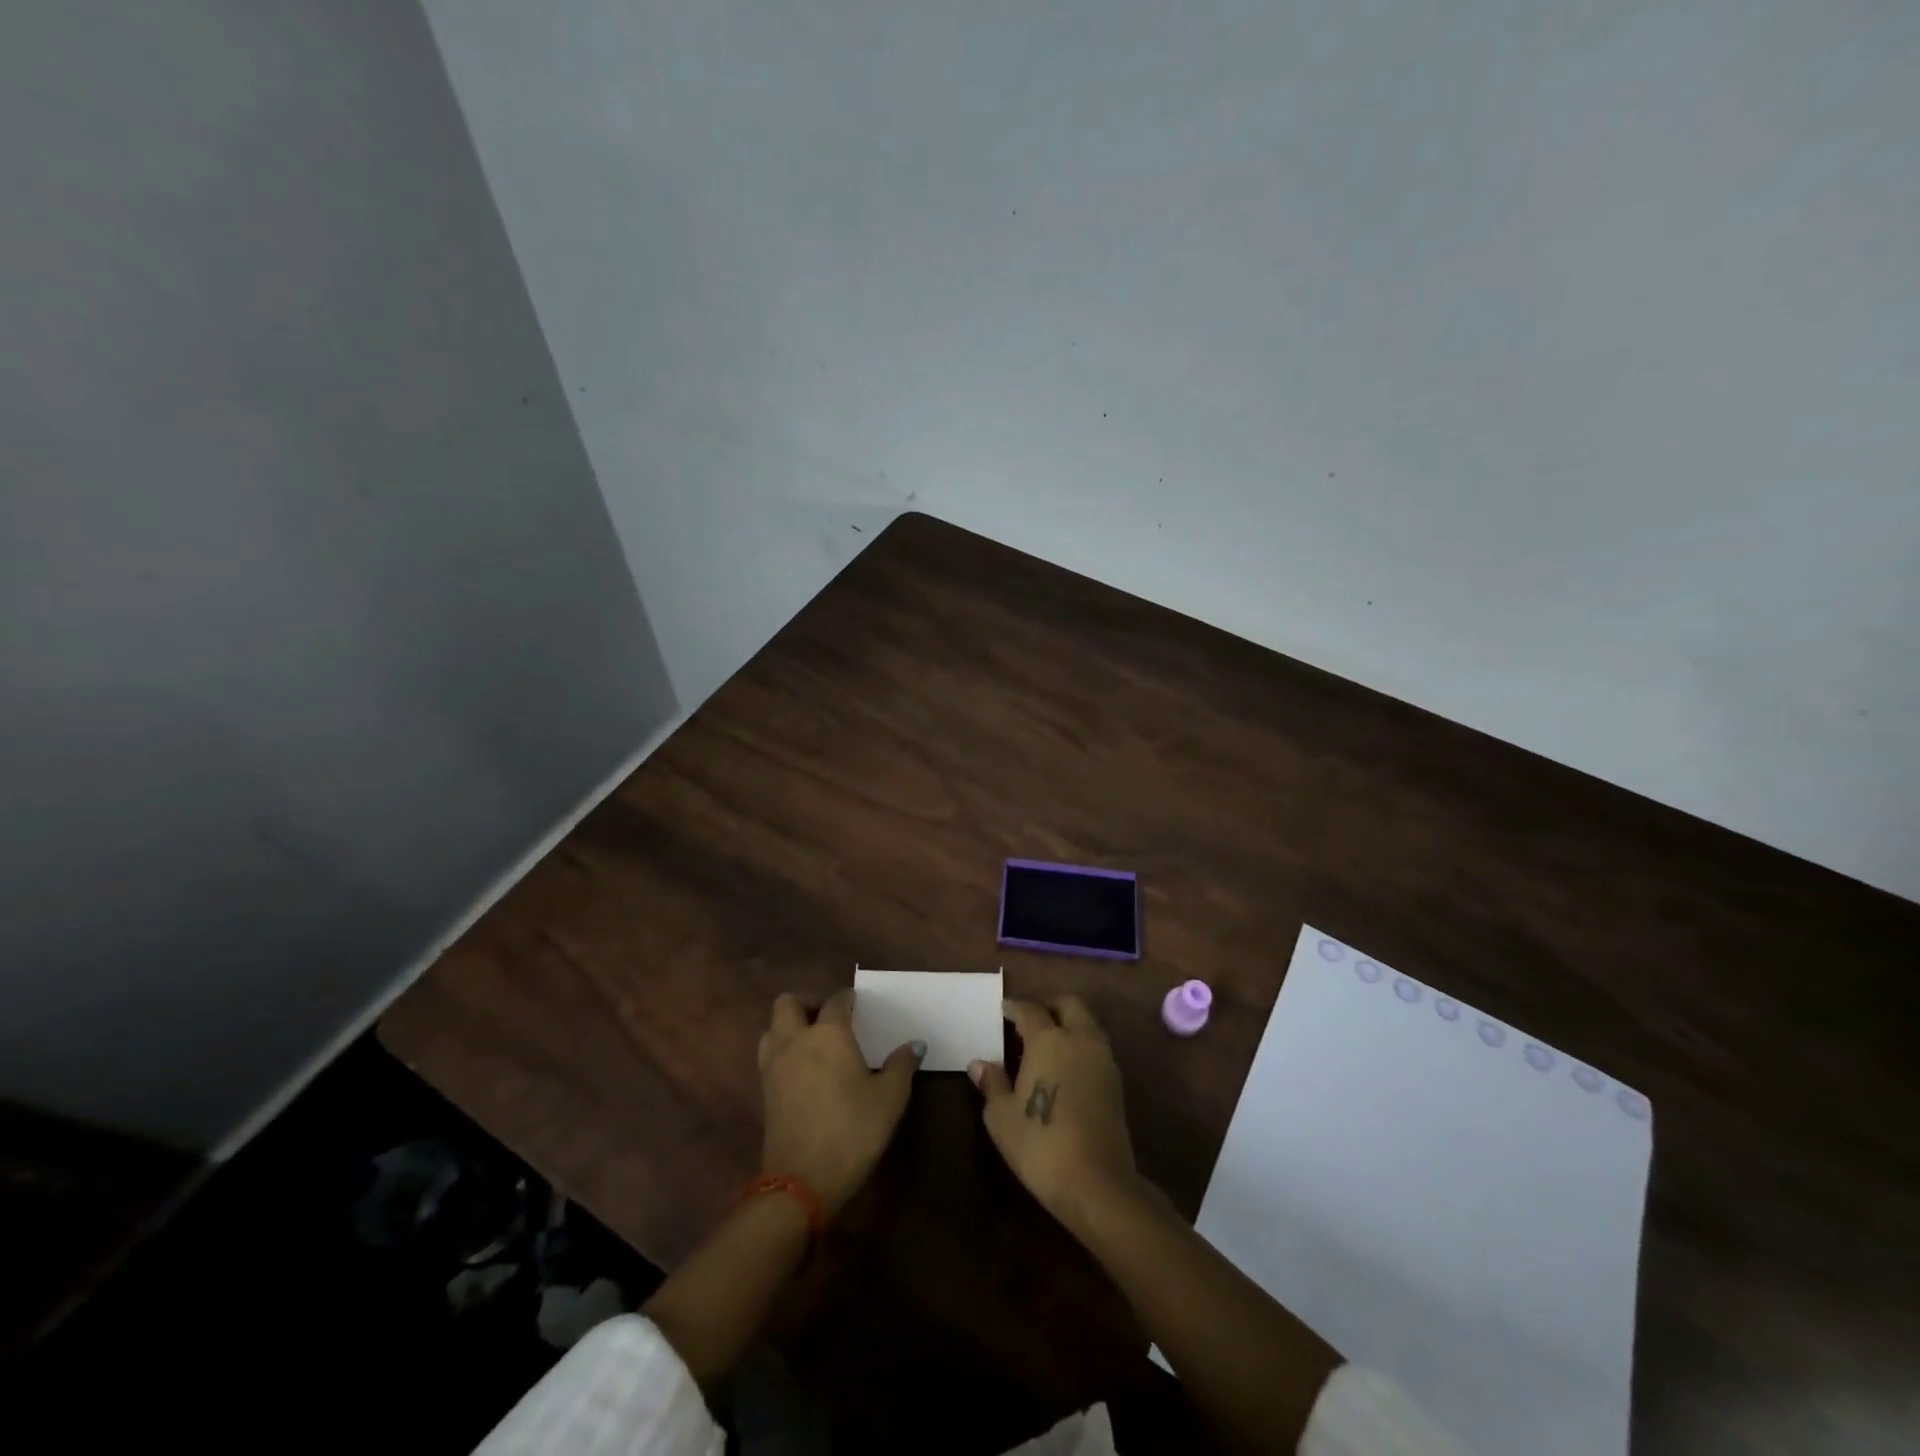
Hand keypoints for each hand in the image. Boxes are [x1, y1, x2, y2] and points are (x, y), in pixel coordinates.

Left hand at [758, 989, 922, 1218]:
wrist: (802, 1181)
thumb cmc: (853, 1130)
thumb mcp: (890, 1098)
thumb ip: (902, 1065)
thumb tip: (915, 1044)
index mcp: (828, 1033)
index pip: (836, 1001)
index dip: (848, 999)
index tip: (859, 1004)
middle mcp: (796, 1040)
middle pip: (789, 1003)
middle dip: (808, 1003)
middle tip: (829, 1017)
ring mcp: (774, 1065)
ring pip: (772, 1027)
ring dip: (789, 1026)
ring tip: (812, 1041)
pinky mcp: (765, 1091)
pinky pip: (769, 1054)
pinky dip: (783, 1051)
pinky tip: (803, 1069)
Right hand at [970, 996, 1138, 1228]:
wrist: (1097, 1183)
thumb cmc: (1040, 1144)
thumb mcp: (1002, 1117)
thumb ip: (992, 1083)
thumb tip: (979, 1064)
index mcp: (1049, 1039)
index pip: (1030, 1009)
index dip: (1014, 1007)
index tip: (1003, 1010)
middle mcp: (1080, 1039)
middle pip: (1069, 1004)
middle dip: (1049, 1005)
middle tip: (1030, 1019)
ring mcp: (1103, 1059)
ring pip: (1087, 1023)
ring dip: (1069, 1023)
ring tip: (1047, 1044)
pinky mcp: (1116, 1082)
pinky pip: (1096, 1047)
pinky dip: (1081, 1045)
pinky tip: (1066, 1067)